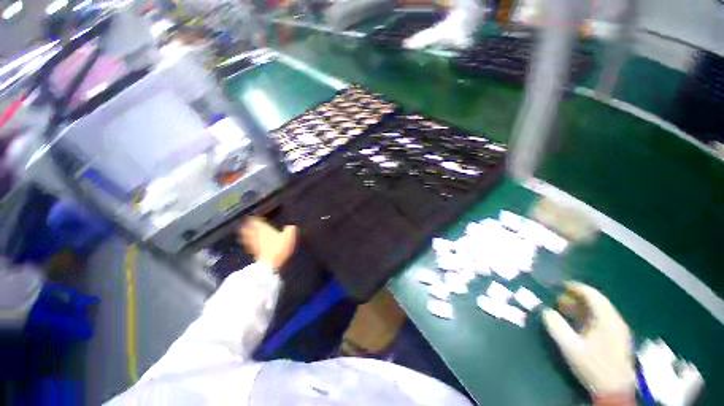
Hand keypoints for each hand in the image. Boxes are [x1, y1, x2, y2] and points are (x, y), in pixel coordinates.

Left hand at [237, 217, 296, 271]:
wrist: (270, 264)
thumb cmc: (279, 247)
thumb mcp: (289, 236)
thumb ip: (290, 230)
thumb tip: (292, 225)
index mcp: (264, 229)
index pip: (256, 222)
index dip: (254, 219)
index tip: (253, 217)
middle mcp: (257, 235)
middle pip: (248, 229)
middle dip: (246, 226)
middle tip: (244, 223)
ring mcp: (254, 245)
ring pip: (246, 237)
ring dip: (245, 234)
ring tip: (242, 232)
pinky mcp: (254, 253)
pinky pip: (249, 246)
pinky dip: (248, 243)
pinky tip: (250, 245)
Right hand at [542, 282, 635, 403]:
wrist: (614, 391)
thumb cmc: (593, 366)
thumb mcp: (571, 347)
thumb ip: (557, 327)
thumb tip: (545, 311)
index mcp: (606, 319)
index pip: (592, 294)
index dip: (575, 287)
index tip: (559, 285)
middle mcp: (615, 321)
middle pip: (596, 301)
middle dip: (576, 297)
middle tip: (558, 299)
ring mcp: (618, 330)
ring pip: (599, 311)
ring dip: (581, 307)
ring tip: (564, 309)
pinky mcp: (617, 339)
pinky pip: (601, 320)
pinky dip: (587, 317)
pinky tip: (577, 323)